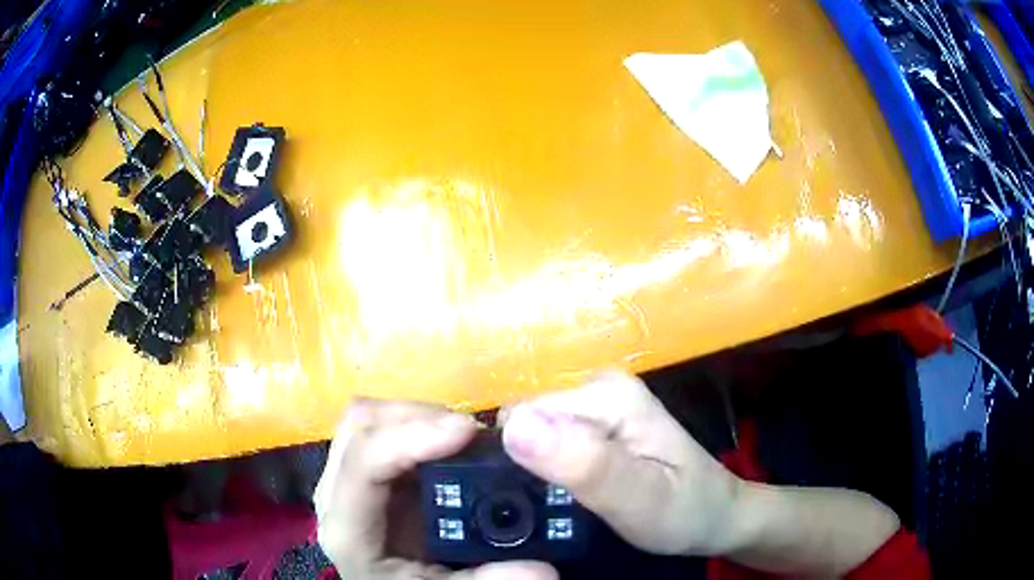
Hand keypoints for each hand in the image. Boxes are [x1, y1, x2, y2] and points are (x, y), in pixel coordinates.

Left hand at [315, 398, 557, 579]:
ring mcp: (350, 478)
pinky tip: (452, 444)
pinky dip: (420, 425)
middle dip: (418, 416)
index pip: (363, 462)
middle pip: (360, 424)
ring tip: (467, 436)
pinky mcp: (368, 471)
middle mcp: (337, 493)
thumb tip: (542, 570)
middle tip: (473, 433)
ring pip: (370, 419)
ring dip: (419, 416)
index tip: (470, 431)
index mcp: (348, 527)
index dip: (412, 437)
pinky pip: (385, 428)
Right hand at [501, 371, 745, 556]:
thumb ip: (585, 465)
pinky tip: (575, 490)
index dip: (522, 461)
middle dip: (533, 464)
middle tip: (565, 503)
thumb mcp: (639, 499)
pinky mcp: (599, 421)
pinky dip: (554, 467)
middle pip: (528, 421)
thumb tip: (515, 427)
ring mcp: (600, 402)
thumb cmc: (684, 511)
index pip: (523, 416)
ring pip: (536, 432)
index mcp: (610, 395)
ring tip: (570, 501)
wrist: (716, 514)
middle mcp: (601, 386)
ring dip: (542, 468)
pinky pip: (552, 440)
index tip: (543, 496)